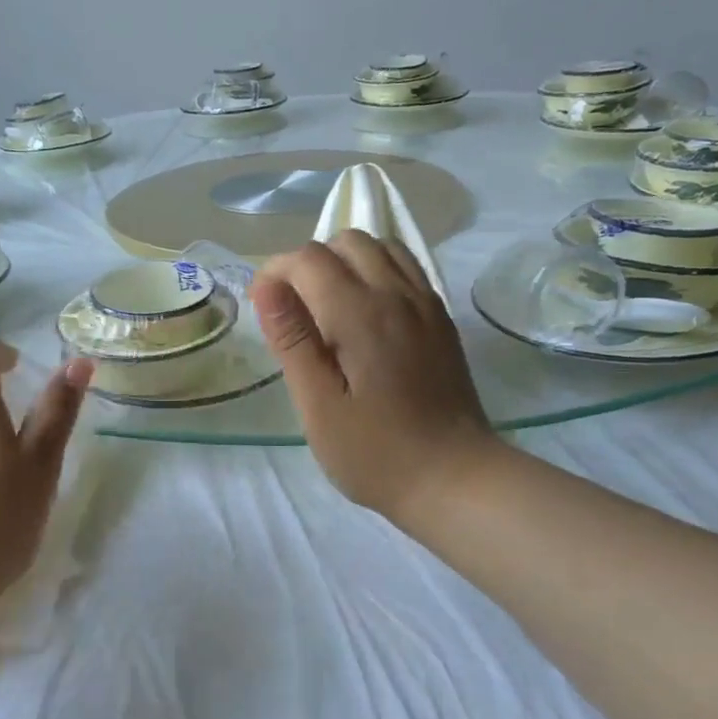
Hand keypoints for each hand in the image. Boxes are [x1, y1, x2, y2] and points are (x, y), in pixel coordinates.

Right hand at [252, 232, 502, 532]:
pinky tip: (365, 311)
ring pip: (380, 246)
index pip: (308, 258)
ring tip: (327, 305)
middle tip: (293, 309)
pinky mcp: (441, 318)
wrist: (455, 478)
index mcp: (360, 314)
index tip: (263, 309)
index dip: (275, 273)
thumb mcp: (318, 405)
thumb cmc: (374, 452)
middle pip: (346, 240)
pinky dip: (376, 270)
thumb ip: (292, 340)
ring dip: (344, 261)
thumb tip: (266, 287)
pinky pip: (406, 267)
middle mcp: (396, 294)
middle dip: (308, 262)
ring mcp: (425, 303)